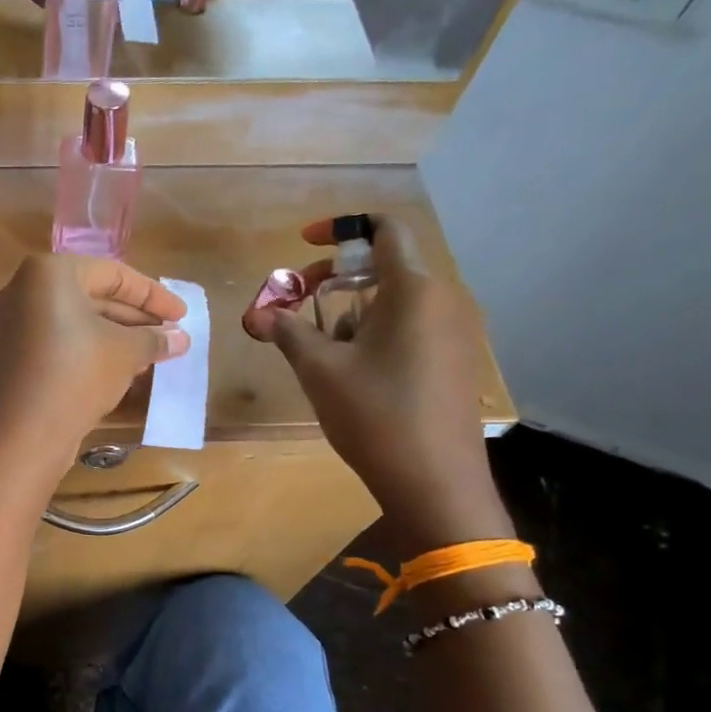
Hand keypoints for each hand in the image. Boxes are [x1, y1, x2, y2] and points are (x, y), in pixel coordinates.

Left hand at [0, 255, 189, 473]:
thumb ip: (154, 339)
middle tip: (170, 336)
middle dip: (135, 318)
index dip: (154, 295)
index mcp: (49, 273)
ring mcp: (15, 325)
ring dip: (117, 337)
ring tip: (153, 356)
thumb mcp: (125, 352)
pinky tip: (122, 370)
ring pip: (78, 322)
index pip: (113, 273)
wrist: (23, 434)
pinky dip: (91, 350)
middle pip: (93, 295)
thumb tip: (181, 338)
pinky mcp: (14, 356)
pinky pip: (60, 342)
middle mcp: (25, 291)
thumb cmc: (78, 375)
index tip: (182, 315)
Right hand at [242, 216, 507, 550]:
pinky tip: (353, 372)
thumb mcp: (320, 370)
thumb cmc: (375, 415)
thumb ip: (288, 331)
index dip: (343, 228)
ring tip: (321, 350)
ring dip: (351, 311)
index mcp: (414, 290)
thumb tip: (257, 313)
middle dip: (335, 279)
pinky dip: (374, 332)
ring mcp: (453, 333)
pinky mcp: (453, 362)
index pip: (386, 229)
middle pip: (385, 266)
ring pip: (394, 301)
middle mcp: (442, 301)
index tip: (305, 245)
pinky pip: (409, 327)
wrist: (435, 483)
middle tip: (298, 305)